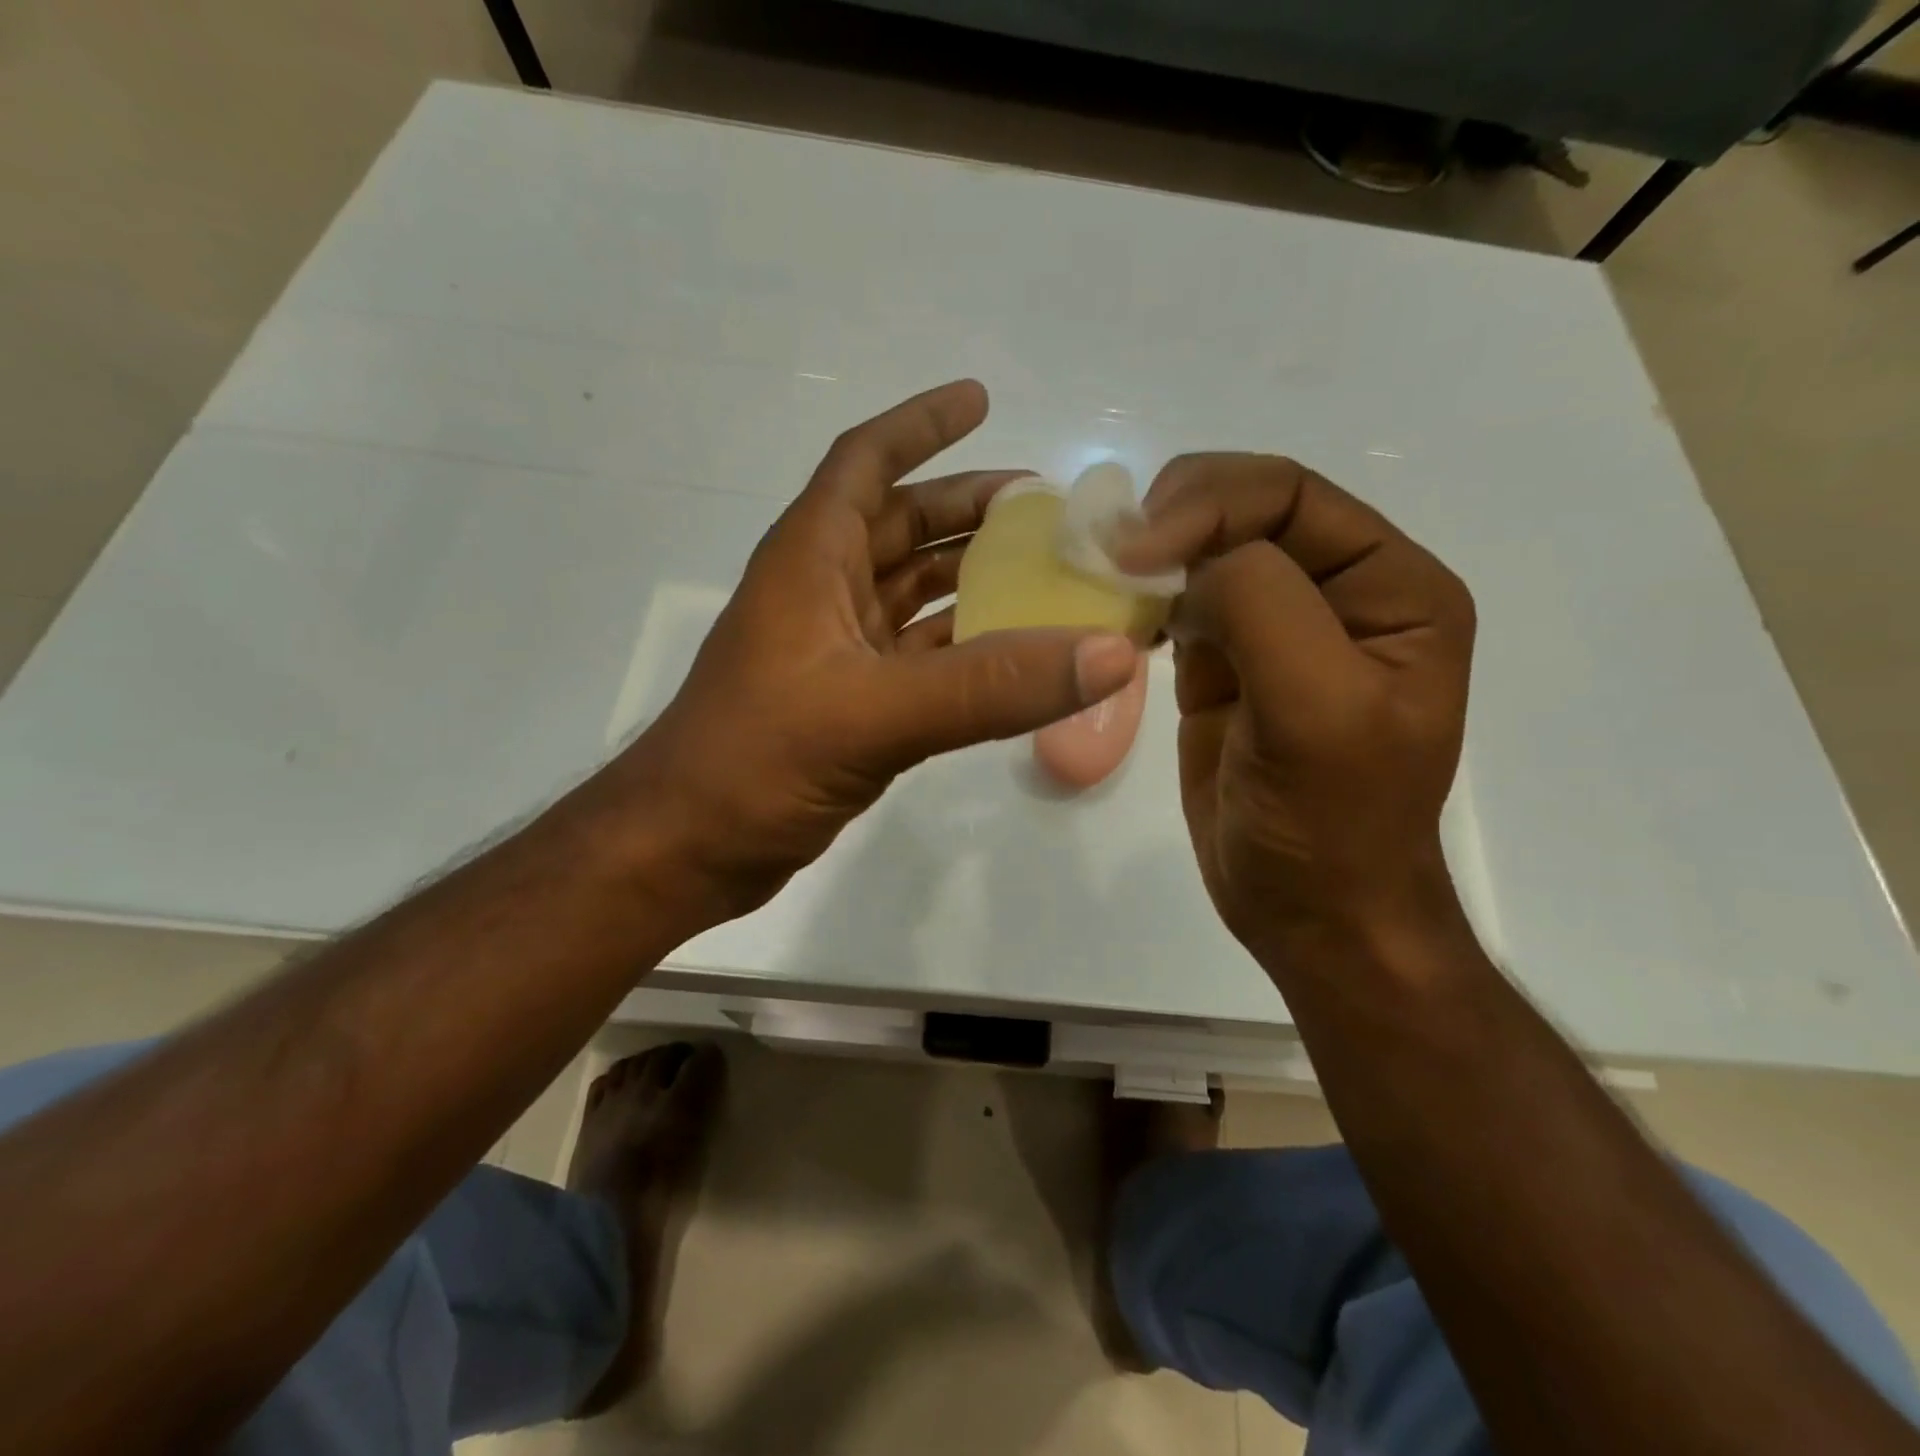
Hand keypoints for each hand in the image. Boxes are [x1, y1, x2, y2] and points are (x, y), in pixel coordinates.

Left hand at [603, 380, 1137, 919]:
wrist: (689, 848)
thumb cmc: (756, 760)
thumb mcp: (874, 714)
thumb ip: (991, 686)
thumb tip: (1109, 654)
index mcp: (812, 559)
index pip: (866, 462)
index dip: (920, 424)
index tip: (980, 399)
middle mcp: (824, 592)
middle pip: (903, 525)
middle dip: (969, 508)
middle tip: (1046, 509)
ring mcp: (837, 652)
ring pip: (915, 594)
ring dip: (972, 578)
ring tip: (1045, 573)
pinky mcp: (852, 704)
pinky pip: (921, 657)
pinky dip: (966, 648)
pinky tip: (1015, 653)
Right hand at [1117, 454, 1475, 963]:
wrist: (1310, 911)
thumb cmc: (1329, 822)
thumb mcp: (1316, 709)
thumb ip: (1262, 606)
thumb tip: (1185, 559)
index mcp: (1391, 586)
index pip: (1292, 495)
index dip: (1210, 502)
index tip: (1136, 550)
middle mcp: (1337, 591)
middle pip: (1245, 510)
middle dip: (1174, 519)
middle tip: (1106, 554)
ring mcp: (1276, 627)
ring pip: (1204, 551)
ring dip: (1151, 555)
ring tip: (1102, 579)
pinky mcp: (1225, 664)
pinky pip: (1179, 603)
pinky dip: (1143, 599)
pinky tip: (1119, 618)